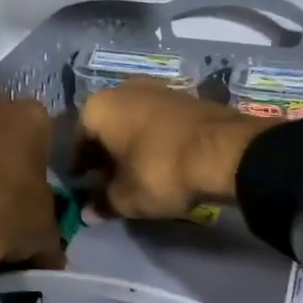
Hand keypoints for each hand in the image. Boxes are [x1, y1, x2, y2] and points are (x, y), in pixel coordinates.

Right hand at [76, 81, 262, 219]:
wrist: (224, 151)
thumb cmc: (160, 171)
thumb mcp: (126, 197)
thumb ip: (103, 203)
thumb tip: (88, 213)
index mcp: (99, 107)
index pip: (78, 139)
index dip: (79, 166)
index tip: (82, 185)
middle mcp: (124, 89)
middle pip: (106, 126)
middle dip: (105, 152)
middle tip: (107, 180)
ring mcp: (158, 89)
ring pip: (133, 121)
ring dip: (130, 144)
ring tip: (135, 173)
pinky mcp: (187, 97)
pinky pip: (158, 121)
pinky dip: (153, 139)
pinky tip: (160, 161)